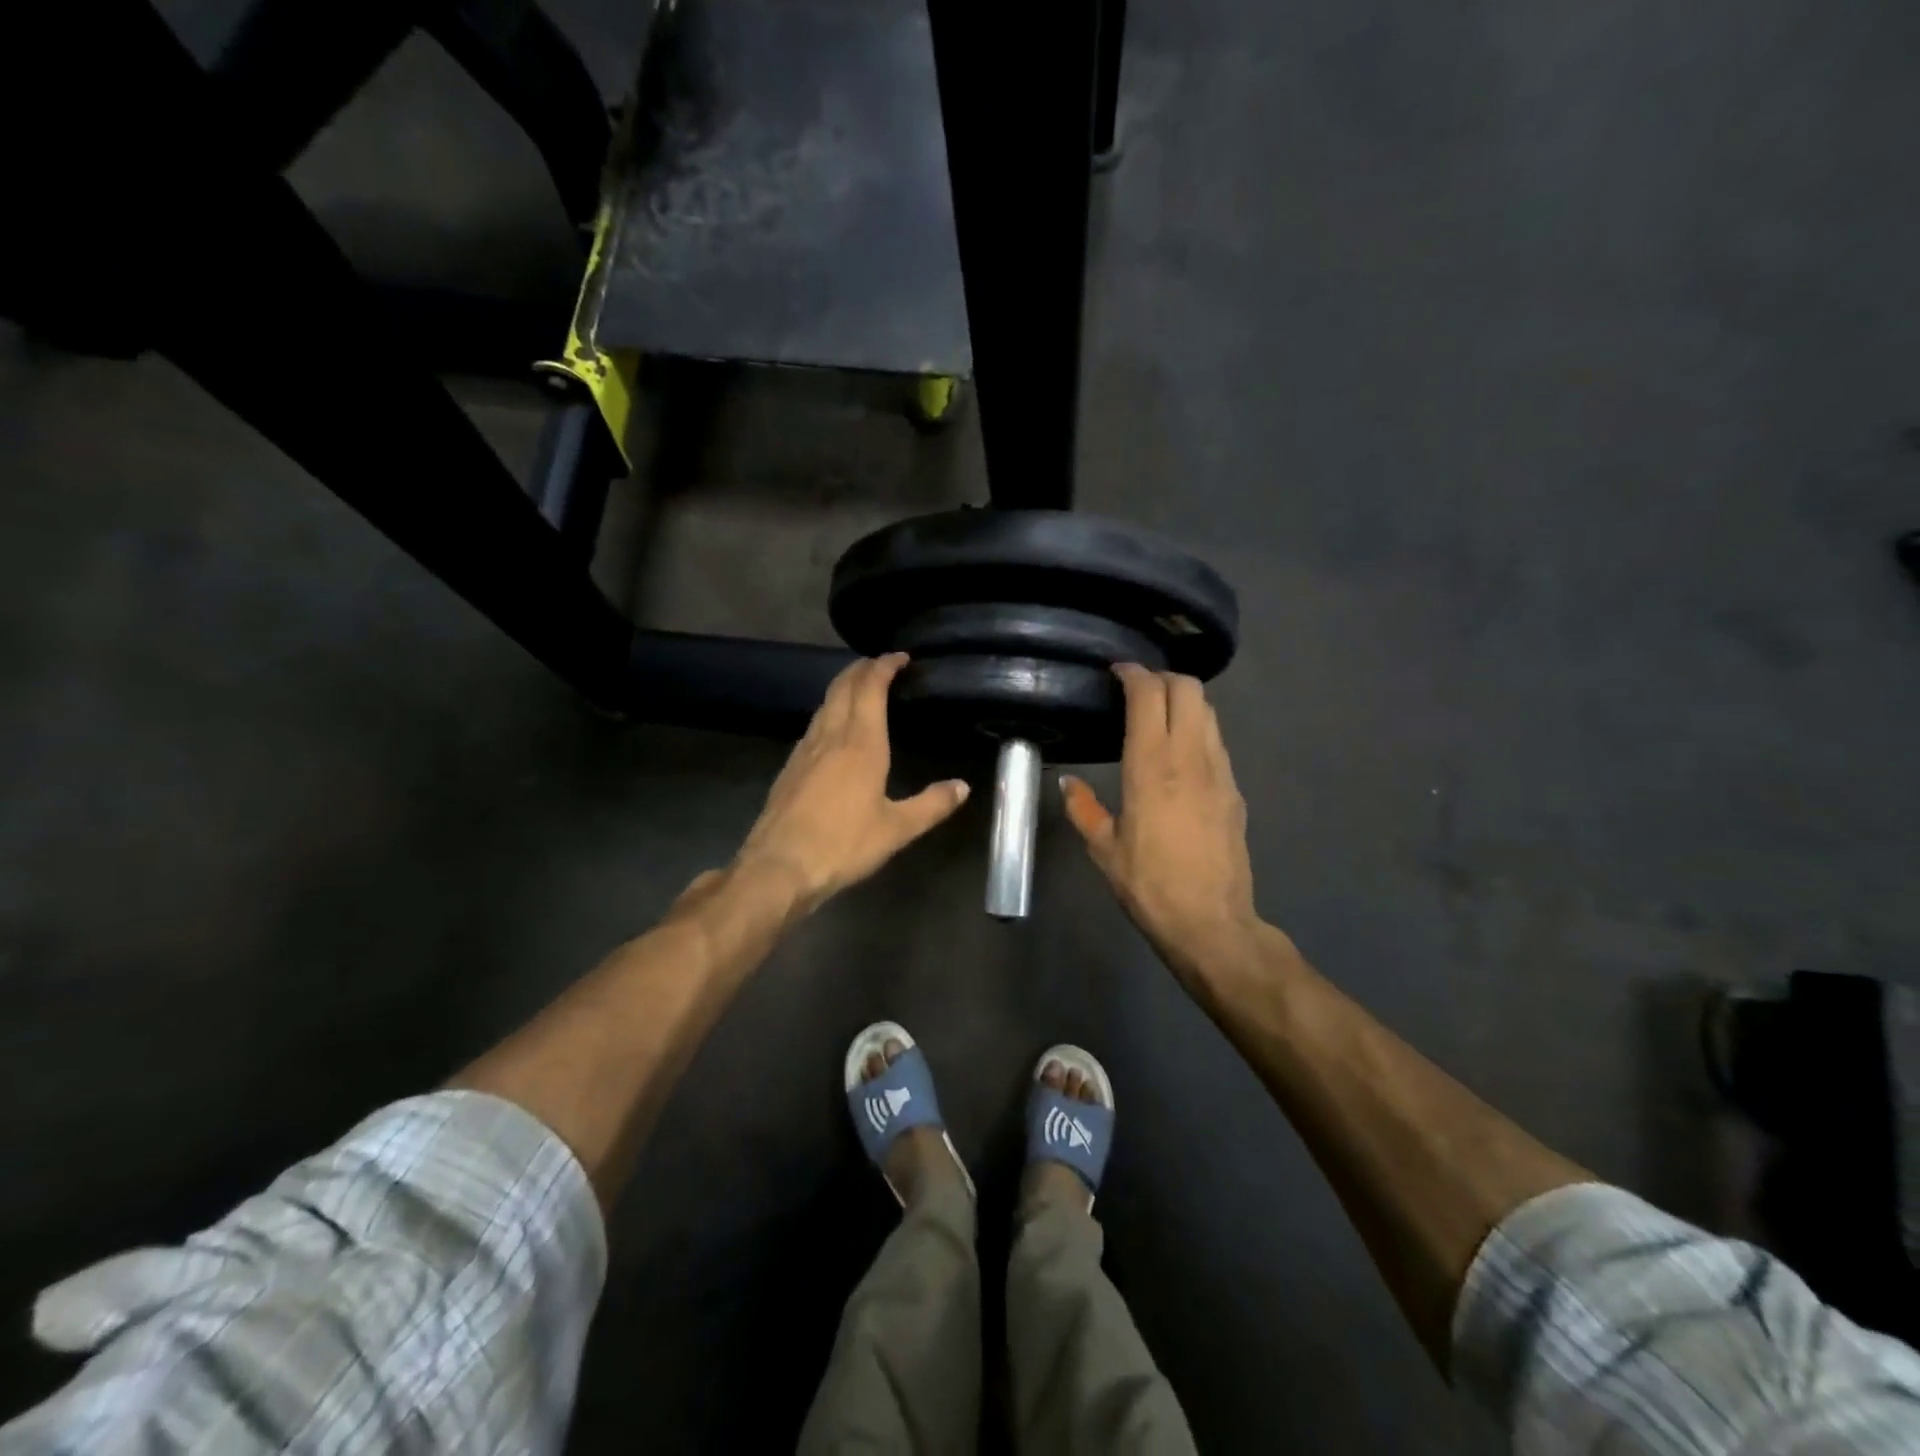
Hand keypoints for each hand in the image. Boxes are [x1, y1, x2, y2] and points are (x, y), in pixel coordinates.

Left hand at [732, 654, 968, 913]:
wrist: (780, 866)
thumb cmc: (843, 844)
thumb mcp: (897, 829)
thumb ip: (932, 805)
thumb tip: (962, 786)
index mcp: (861, 743)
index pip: (870, 688)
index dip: (884, 666)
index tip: (899, 656)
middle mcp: (831, 736)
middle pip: (843, 687)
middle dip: (861, 668)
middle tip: (879, 664)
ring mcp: (805, 750)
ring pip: (824, 704)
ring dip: (843, 687)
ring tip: (859, 688)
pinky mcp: (790, 767)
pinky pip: (813, 725)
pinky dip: (829, 711)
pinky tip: (833, 729)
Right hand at [1062, 664, 1260, 977]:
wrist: (1211, 922)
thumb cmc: (1149, 885)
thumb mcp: (1104, 849)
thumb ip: (1083, 809)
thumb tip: (1068, 783)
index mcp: (1151, 766)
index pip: (1149, 695)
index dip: (1133, 673)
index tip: (1116, 672)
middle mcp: (1190, 757)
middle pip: (1188, 689)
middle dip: (1162, 677)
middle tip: (1137, 690)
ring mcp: (1220, 771)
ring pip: (1208, 711)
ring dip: (1183, 701)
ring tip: (1158, 716)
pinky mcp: (1235, 789)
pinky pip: (1217, 740)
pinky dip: (1197, 729)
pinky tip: (1180, 753)